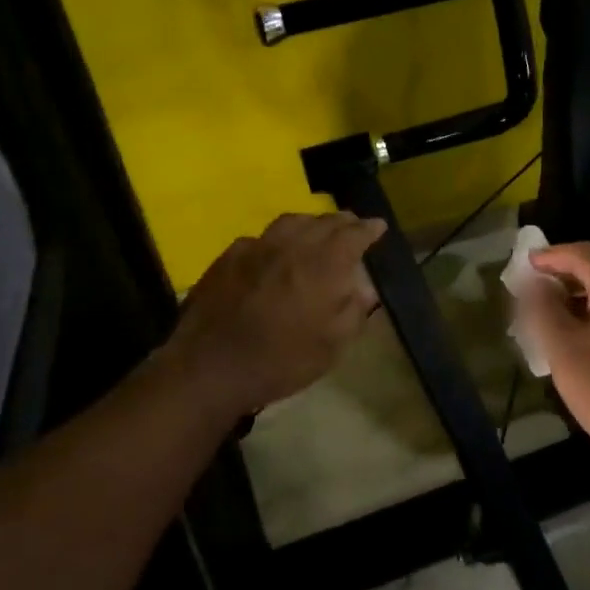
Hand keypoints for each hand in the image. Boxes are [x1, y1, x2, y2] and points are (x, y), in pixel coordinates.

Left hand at [167, 212, 386, 414]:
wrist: (211, 367)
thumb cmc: (281, 361)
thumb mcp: (332, 347)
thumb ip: (353, 311)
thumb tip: (363, 288)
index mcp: (323, 265)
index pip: (353, 235)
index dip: (369, 229)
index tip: (378, 226)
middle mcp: (292, 246)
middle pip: (322, 222)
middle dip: (342, 222)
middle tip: (352, 225)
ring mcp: (256, 247)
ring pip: (290, 222)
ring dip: (310, 223)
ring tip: (317, 231)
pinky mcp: (228, 257)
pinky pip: (261, 237)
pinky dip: (277, 239)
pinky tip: (274, 251)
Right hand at [521, 243, 589, 463]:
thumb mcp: (560, 342)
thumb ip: (542, 305)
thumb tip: (535, 282)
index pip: (583, 254)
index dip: (552, 255)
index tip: (526, 264)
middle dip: (562, 277)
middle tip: (531, 291)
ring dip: (575, 299)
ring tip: (545, 316)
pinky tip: (572, 339)